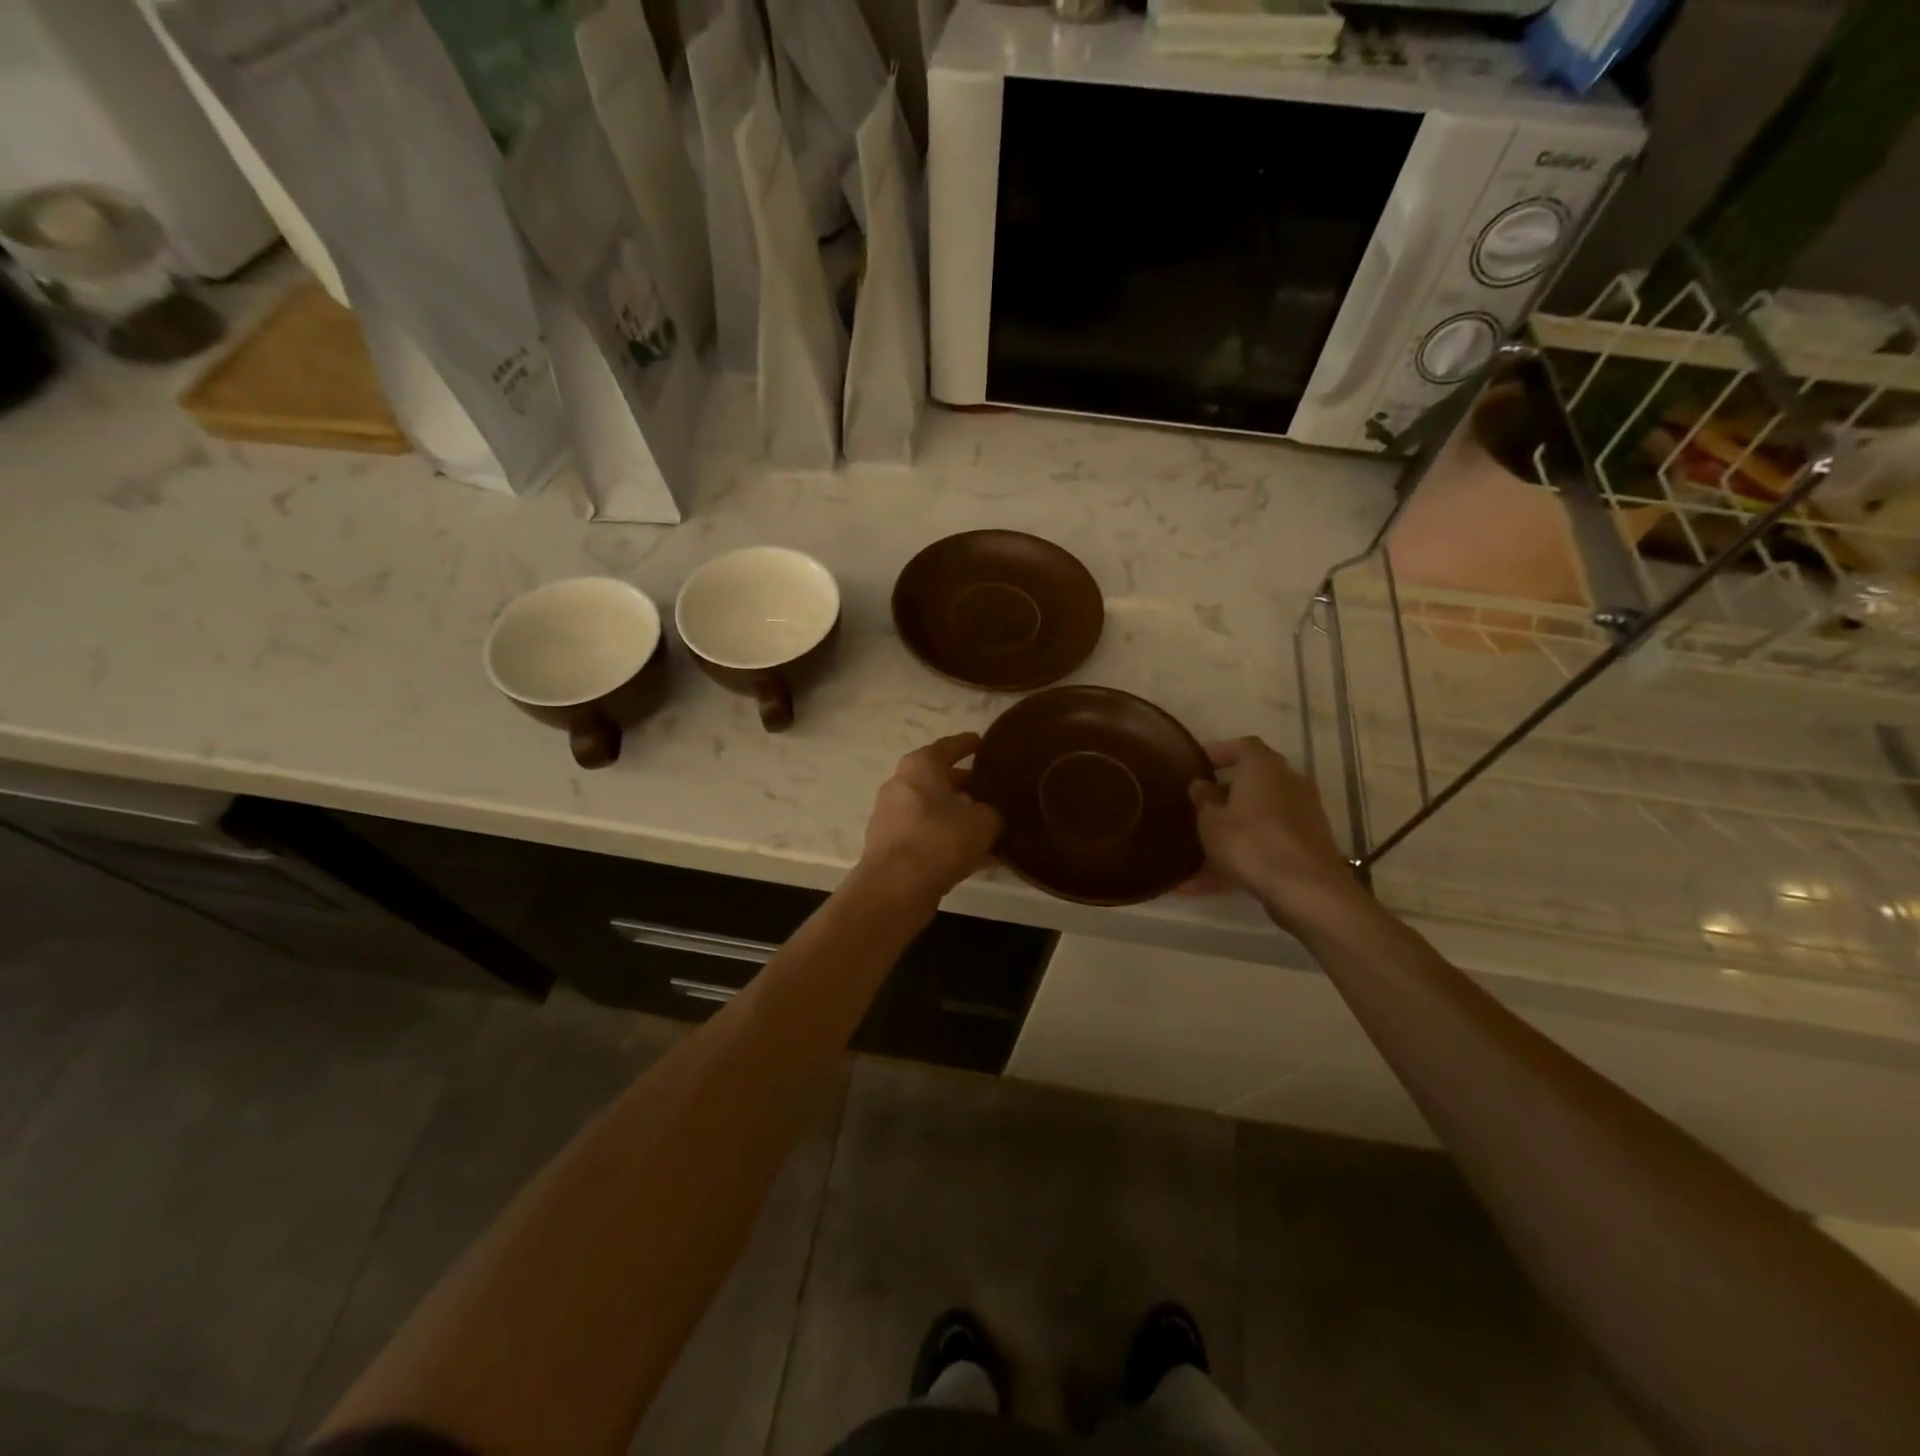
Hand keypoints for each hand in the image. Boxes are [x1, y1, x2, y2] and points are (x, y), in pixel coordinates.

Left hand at [858, 733, 1001, 901]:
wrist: (895, 888)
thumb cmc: (939, 839)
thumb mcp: (983, 821)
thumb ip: (992, 812)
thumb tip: (990, 815)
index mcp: (920, 766)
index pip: (949, 746)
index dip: (968, 744)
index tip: (983, 743)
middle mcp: (901, 785)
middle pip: (939, 780)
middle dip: (966, 785)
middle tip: (993, 789)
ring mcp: (892, 817)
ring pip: (934, 811)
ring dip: (959, 817)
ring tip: (990, 826)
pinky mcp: (891, 847)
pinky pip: (928, 836)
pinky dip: (949, 841)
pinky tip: (977, 857)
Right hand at [1186, 736, 1361, 928]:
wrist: (1306, 889)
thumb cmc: (1250, 842)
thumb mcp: (1211, 821)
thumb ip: (1203, 799)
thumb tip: (1201, 784)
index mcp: (1264, 768)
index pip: (1243, 746)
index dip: (1220, 752)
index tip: (1198, 765)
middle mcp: (1289, 783)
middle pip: (1255, 781)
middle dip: (1226, 793)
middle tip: (1199, 805)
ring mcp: (1303, 815)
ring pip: (1259, 817)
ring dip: (1233, 829)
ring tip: (1198, 852)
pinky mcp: (1307, 845)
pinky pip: (1268, 843)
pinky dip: (1243, 856)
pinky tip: (1209, 884)